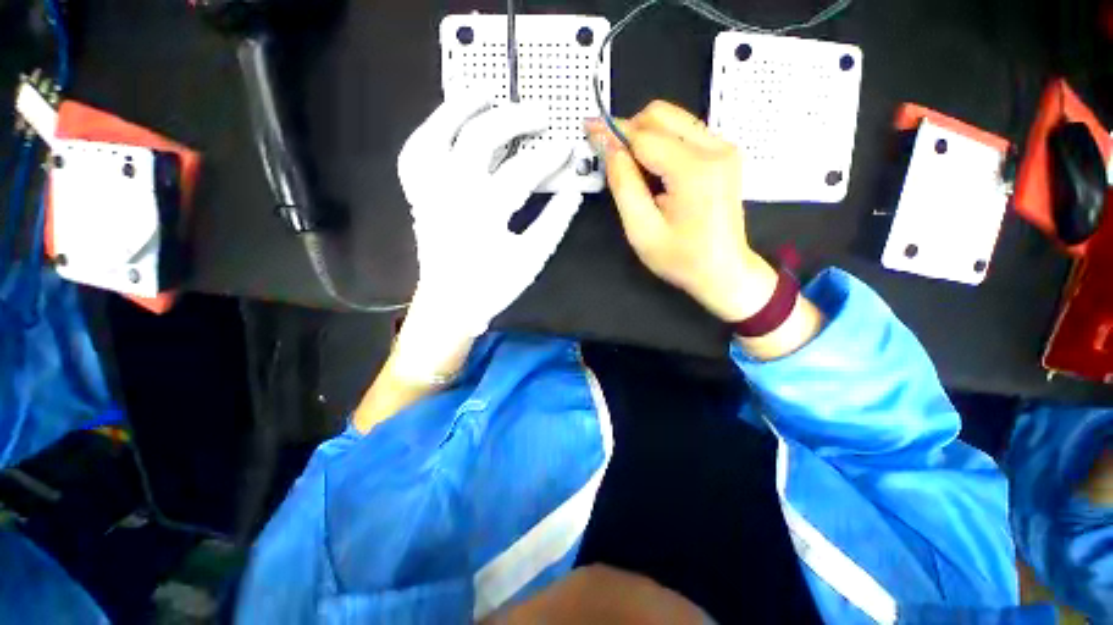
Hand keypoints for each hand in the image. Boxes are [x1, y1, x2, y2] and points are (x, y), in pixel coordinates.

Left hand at [393, 98, 580, 380]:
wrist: (450, 305)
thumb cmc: (492, 287)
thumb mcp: (531, 258)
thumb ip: (554, 222)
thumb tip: (573, 193)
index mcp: (484, 211)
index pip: (523, 170)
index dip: (549, 156)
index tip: (567, 147)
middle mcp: (451, 192)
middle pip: (479, 138)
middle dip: (513, 119)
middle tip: (538, 113)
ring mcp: (428, 191)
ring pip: (436, 133)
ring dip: (460, 107)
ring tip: (485, 92)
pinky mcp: (417, 196)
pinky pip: (414, 155)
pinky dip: (428, 132)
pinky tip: (445, 123)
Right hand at [586, 101, 776, 322]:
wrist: (724, 271)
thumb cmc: (682, 259)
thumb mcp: (642, 230)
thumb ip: (624, 185)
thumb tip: (609, 148)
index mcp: (694, 171)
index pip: (644, 136)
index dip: (613, 132)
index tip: (590, 129)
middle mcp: (715, 149)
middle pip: (661, 115)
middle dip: (630, 130)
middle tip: (611, 157)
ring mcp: (724, 149)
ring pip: (673, 119)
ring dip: (645, 136)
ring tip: (633, 170)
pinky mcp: (724, 154)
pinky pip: (685, 132)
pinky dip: (662, 143)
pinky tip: (655, 171)